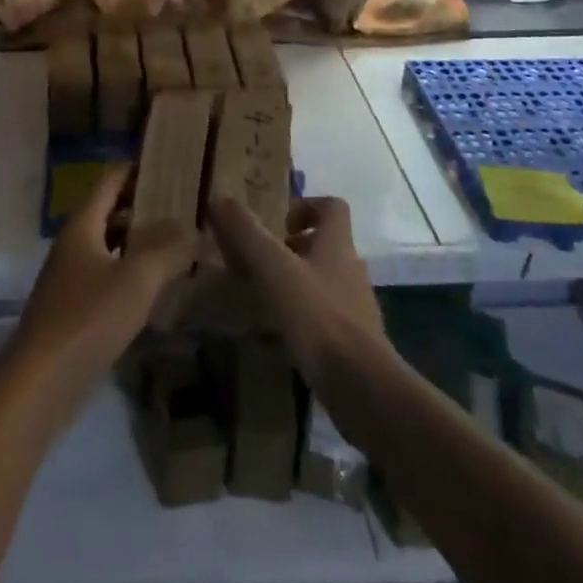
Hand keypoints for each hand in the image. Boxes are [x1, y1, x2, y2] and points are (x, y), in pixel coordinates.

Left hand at [4, 169, 196, 418]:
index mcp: (82, 224)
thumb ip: (167, 249)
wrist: (41, 382)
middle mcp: (75, 243)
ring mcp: (73, 277)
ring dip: (142, 242)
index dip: (139, 168)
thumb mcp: (137, 279)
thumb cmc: (88, 318)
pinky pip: (109, 276)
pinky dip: (133, 273)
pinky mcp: (76, 309)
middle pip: (111, 211)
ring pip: (112, 246)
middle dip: (146, 206)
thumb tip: (192, 226)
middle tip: (187, 205)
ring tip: (182, 242)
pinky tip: (160, 287)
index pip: (111, 180)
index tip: (172, 164)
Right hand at [209, 195, 383, 381]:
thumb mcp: (274, 269)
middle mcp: (351, 269)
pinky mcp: (356, 340)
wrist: (362, 386)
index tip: (279, 222)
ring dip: (299, 280)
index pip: (332, 207)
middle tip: (263, 259)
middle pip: (327, 244)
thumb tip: (220, 197)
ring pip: (326, 280)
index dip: (306, 206)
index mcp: (337, 244)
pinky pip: (327, 314)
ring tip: (266, 294)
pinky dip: (305, 314)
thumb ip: (247, 233)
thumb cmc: (318, 316)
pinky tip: (283, 331)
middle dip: (294, 247)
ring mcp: (357, 306)